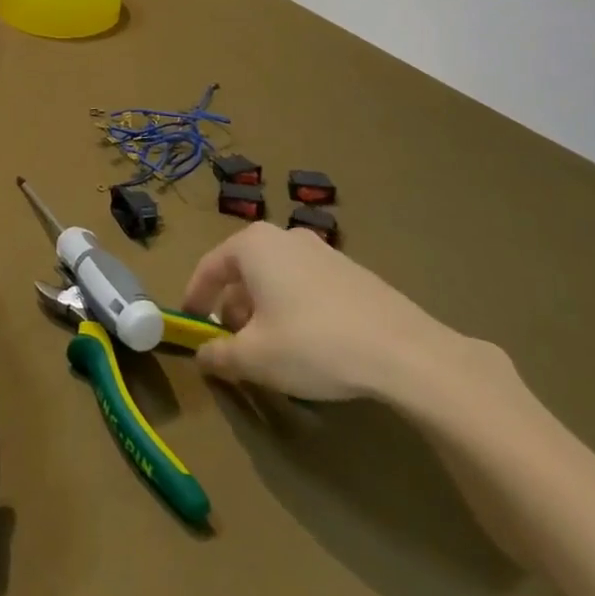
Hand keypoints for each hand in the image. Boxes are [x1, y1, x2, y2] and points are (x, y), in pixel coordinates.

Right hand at [182, 222, 477, 402]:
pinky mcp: (352, 272)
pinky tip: (307, 344)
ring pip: (276, 278)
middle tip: (231, 342)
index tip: (190, 322)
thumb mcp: (254, 358)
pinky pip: (306, 286)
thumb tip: (203, 355)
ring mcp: (323, 251)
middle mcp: (285, 237)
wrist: (404, 351)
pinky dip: (293, 308)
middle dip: (232, 306)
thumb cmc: (313, 344)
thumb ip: (219, 355)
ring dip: (263, 310)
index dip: (194, 297)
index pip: (209, 267)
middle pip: (244, 271)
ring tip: (268, 348)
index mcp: (254, 245)